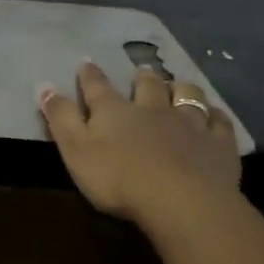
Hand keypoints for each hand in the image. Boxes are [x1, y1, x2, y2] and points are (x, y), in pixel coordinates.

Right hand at [38, 64, 240, 224]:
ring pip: (187, 94)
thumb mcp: (75, 150)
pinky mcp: (218, 144)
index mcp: (114, 111)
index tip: (86, 63)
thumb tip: (43, 85)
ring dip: (181, 88)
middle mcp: (151, 108)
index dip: (89, 75)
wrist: (180, 200)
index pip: (97, 86)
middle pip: (147, 85)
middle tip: (142, 72)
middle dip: (142, 77)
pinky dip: (215, 116)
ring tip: (178, 86)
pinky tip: (214, 117)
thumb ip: (60, 118)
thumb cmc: (118, 178)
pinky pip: (219, 122)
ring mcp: (189, 123)